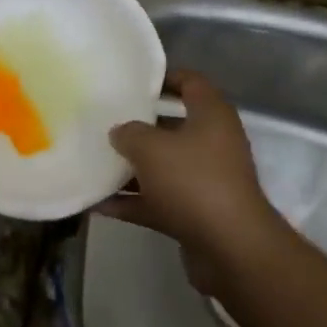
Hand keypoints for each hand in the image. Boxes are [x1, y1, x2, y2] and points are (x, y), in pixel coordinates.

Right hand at [101, 71, 284, 286]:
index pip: (190, 82)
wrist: (231, 249)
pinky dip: (133, 201)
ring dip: (132, 168)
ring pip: (164, 166)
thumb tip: (120, 132)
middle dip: (139, 126)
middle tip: (106, 121)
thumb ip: (129, 133)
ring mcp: (206, 181)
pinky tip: (99, 204)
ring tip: (95, 162)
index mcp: (211, 116)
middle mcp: (213, 143)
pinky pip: (159, 200)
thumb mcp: (151, 148)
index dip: (163, 78)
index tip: (132, 82)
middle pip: (173, 126)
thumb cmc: (193, 181)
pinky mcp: (197, 213)